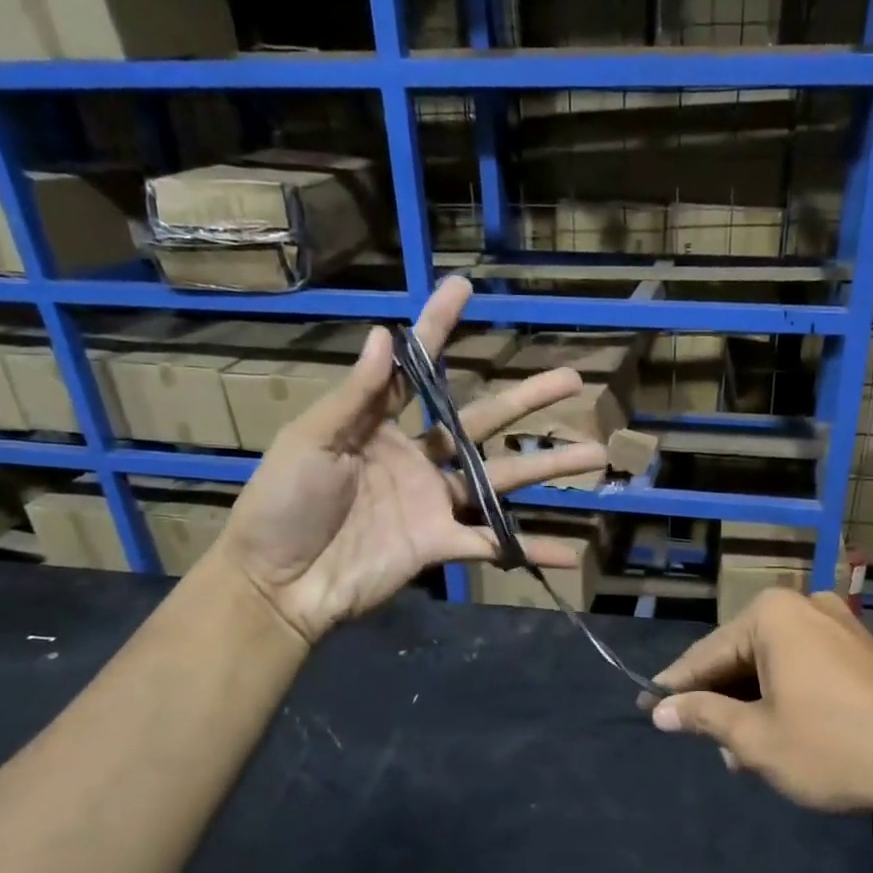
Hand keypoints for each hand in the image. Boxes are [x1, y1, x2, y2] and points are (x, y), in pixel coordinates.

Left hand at [212, 276, 606, 645]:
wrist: (278, 583)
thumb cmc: (284, 503)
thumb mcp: (312, 441)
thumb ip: (355, 397)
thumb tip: (383, 335)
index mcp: (381, 426)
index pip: (418, 370)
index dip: (439, 329)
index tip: (464, 290)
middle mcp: (418, 459)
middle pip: (483, 422)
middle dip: (527, 399)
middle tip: (572, 378)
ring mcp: (434, 503)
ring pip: (502, 479)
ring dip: (548, 468)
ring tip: (593, 455)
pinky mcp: (441, 545)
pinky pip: (493, 544)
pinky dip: (529, 549)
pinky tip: (570, 553)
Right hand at [647, 589, 872, 815]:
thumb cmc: (832, 747)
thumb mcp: (756, 738)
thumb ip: (703, 716)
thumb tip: (660, 710)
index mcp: (773, 615)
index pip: (707, 654)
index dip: (675, 686)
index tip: (646, 706)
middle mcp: (805, 606)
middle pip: (742, 655)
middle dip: (721, 701)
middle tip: (699, 740)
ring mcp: (839, 625)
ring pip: (774, 665)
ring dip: (753, 705)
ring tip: (740, 753)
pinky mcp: (863, 650)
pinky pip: (806, 667)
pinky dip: (785, 697)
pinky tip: (779, 736)